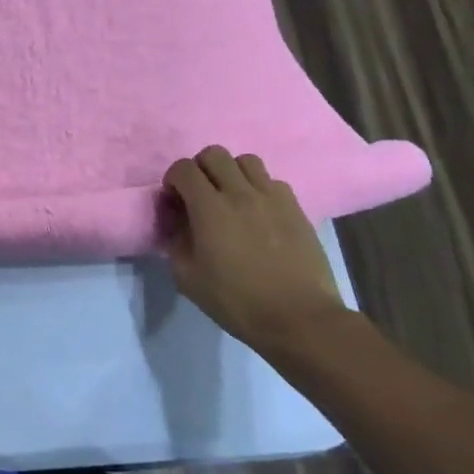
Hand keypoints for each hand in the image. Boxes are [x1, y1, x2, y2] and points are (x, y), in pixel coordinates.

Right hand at [161, 146, 347, 356]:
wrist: (300, 319)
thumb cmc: (238, 301)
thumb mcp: (188, 278)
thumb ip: (176, 243)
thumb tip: (178, 224)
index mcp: (209, 208)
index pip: (183, 168)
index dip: (173, 179)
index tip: (174, 201)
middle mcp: (240, 193)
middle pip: (214, 154)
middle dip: (200, 168)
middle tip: (200, 195)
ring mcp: (272, 198)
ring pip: (246, 161)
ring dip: (232, 173)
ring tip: (231, 197)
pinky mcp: (296, 208)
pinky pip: (273, 181)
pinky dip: (260, 188)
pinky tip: (259, 212)